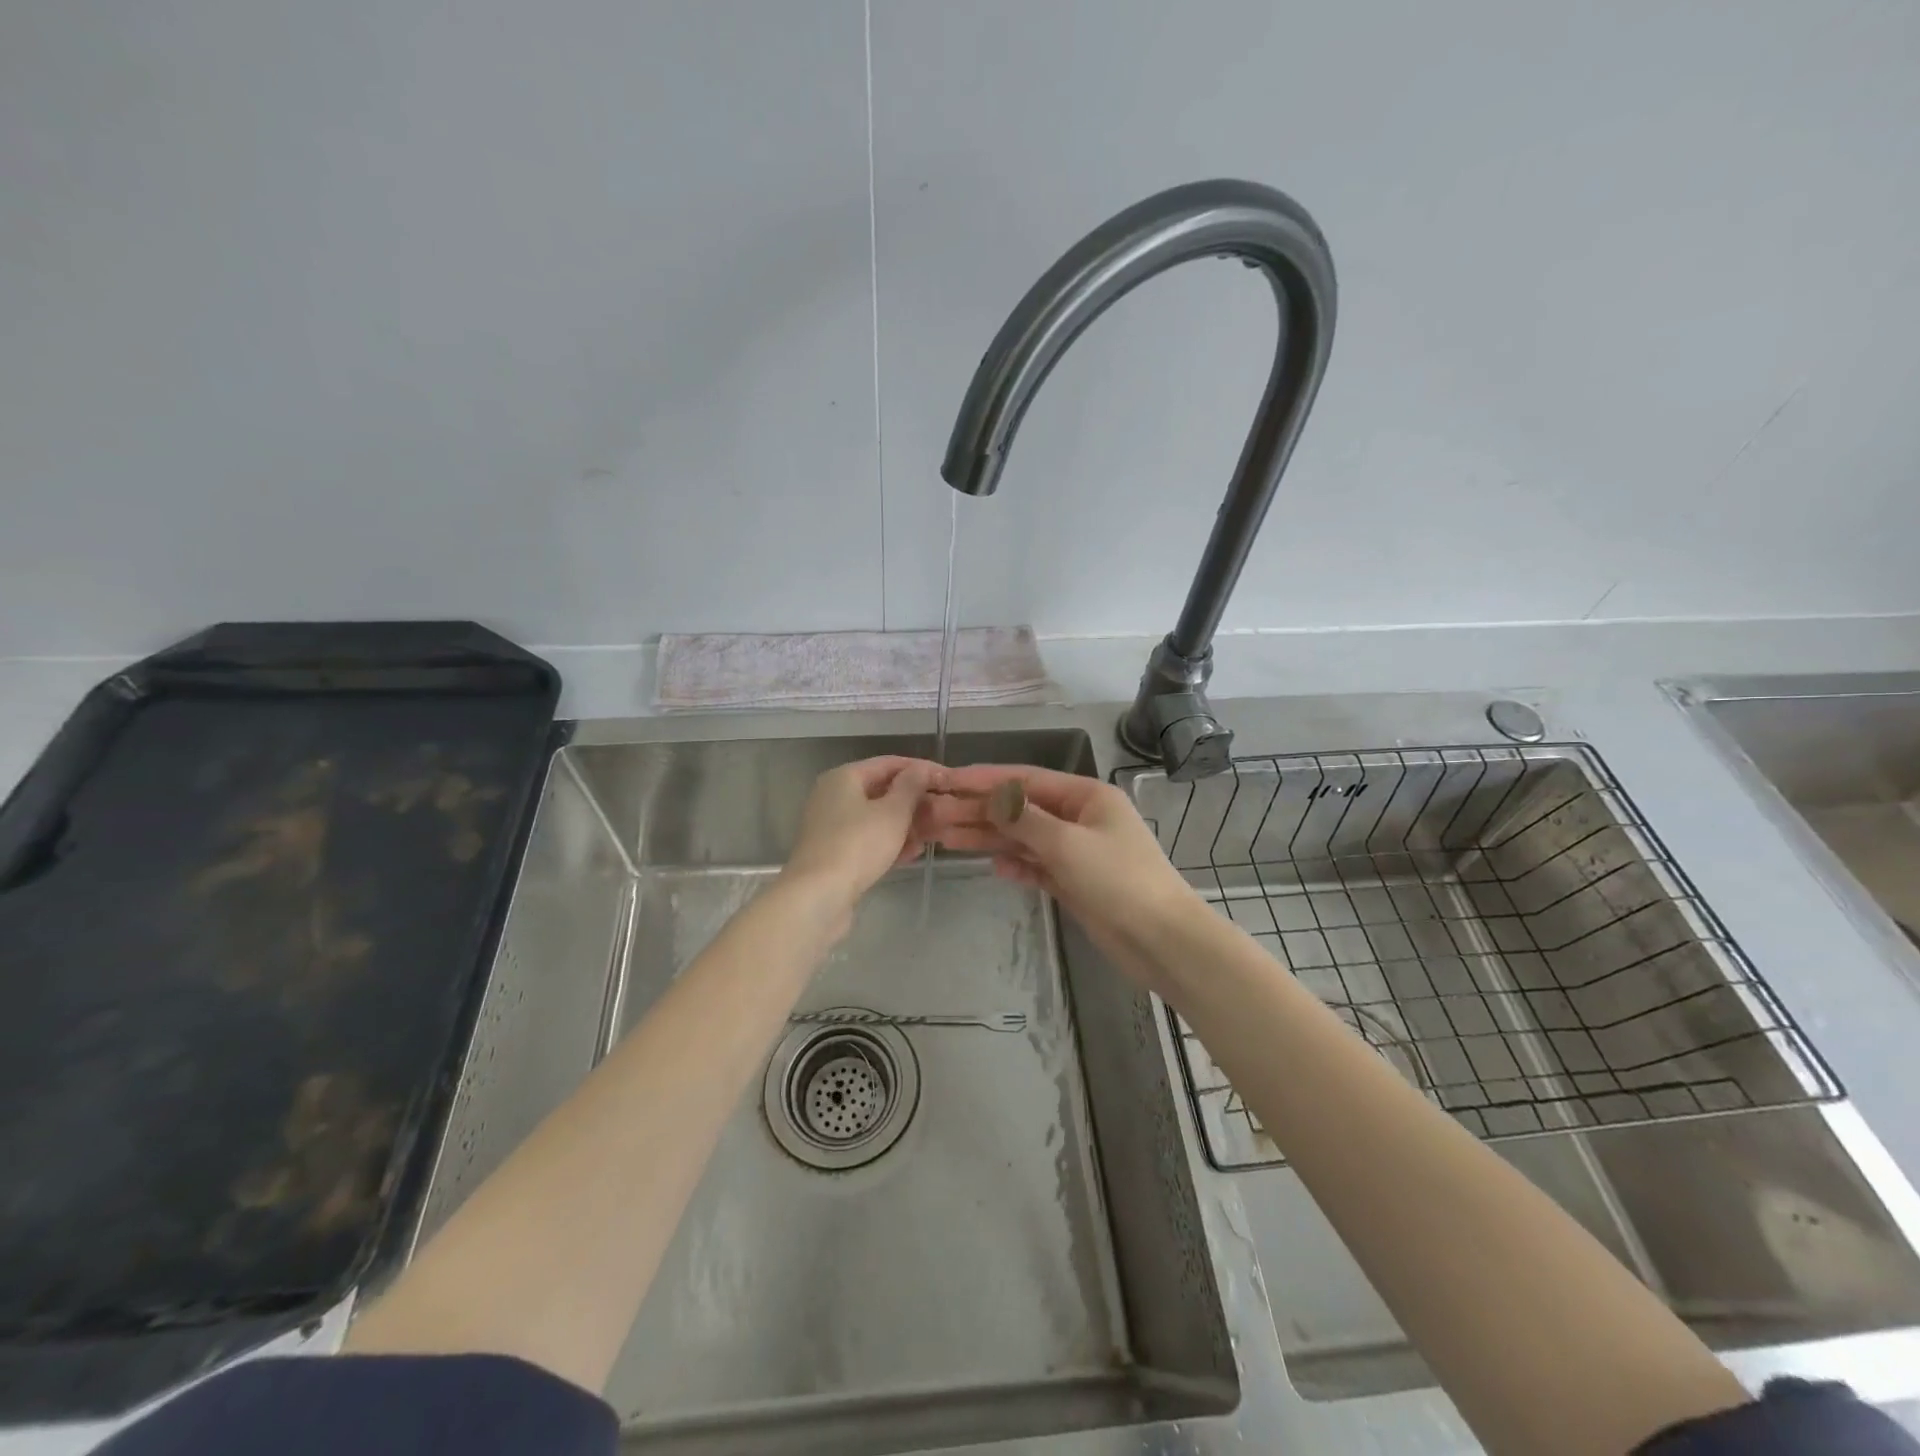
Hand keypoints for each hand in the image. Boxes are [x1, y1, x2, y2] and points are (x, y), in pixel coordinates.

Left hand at [780, 756, 941, 918]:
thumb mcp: (893, 812)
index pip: (889, 763)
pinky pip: (868, 840)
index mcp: (844, 777)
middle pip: (882, 790)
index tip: (948, 779)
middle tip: (945, 808)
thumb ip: (911, 787)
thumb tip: (920, 768)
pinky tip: (914, 853)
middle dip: (915, 799)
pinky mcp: (835, 854)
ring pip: (877, 817)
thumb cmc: (858, 845)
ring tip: (935, 832)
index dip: (921, 768)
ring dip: (906, 823)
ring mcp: (832, 827)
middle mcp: (834, 796)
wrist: (818, 896)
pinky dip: (890, 842)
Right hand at [924, 765, 1203, 989]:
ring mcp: (1078, 851)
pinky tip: (993, 867)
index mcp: (1086, 796)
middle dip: (980, 811)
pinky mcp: (1076, 881)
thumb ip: (1025, 819)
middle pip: (1022, 809)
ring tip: (948, 839)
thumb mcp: (1067, 844)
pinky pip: (1038, 865)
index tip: (948, 781)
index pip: (1026, 780)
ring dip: (991, 838)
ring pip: (1026, 838)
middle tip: (936, 816)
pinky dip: (1017, 865)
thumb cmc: (1118, 881)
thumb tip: (992, 797)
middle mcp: (1081, 817)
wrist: (1162, 940)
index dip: (985, 780)